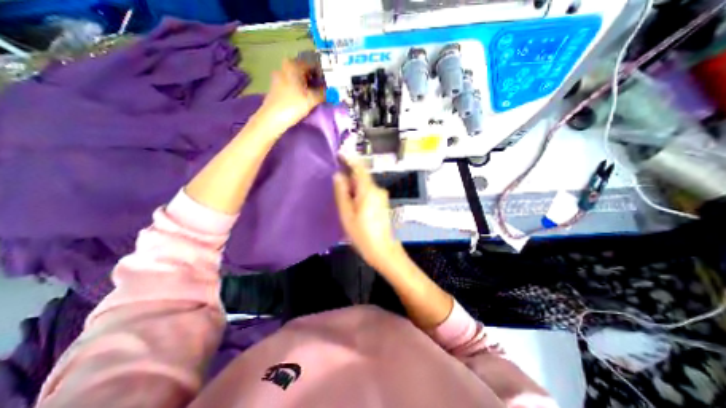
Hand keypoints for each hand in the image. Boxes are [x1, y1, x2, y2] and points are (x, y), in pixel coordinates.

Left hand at [254, 58, 323, 133]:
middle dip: (315, 79)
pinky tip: (304, 98)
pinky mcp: (277, 86)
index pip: (313, 64)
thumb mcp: (311, 99)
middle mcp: (285, 67)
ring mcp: (279, 76)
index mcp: (294, 65)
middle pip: (305, 71)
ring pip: (298, 78)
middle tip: (324, 90)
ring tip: (316, 95)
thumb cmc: (292, 105)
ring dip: (308, 85)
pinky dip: (300, 89)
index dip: (323, 74)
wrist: (272, 118)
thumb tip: (332, 92)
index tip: (329, 84)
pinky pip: (292, 84)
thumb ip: (323, 93)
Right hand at [331, 157, 399, 268]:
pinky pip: (369, 193)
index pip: (359, 167)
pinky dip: (360, 194)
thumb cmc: (363, 234)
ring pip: (365, 186)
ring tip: (344, 200)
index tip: (340, 153)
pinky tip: (354, 206)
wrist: (383, 251)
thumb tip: (339, 176)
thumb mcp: (347, 214)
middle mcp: (378, 190)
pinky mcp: (383, 203)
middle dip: (349, 178)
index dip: (350, 158)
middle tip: (337, 186)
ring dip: (354, 187)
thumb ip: (342, 193)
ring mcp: (382, 197)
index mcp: (368, 190)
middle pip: (362, 177)